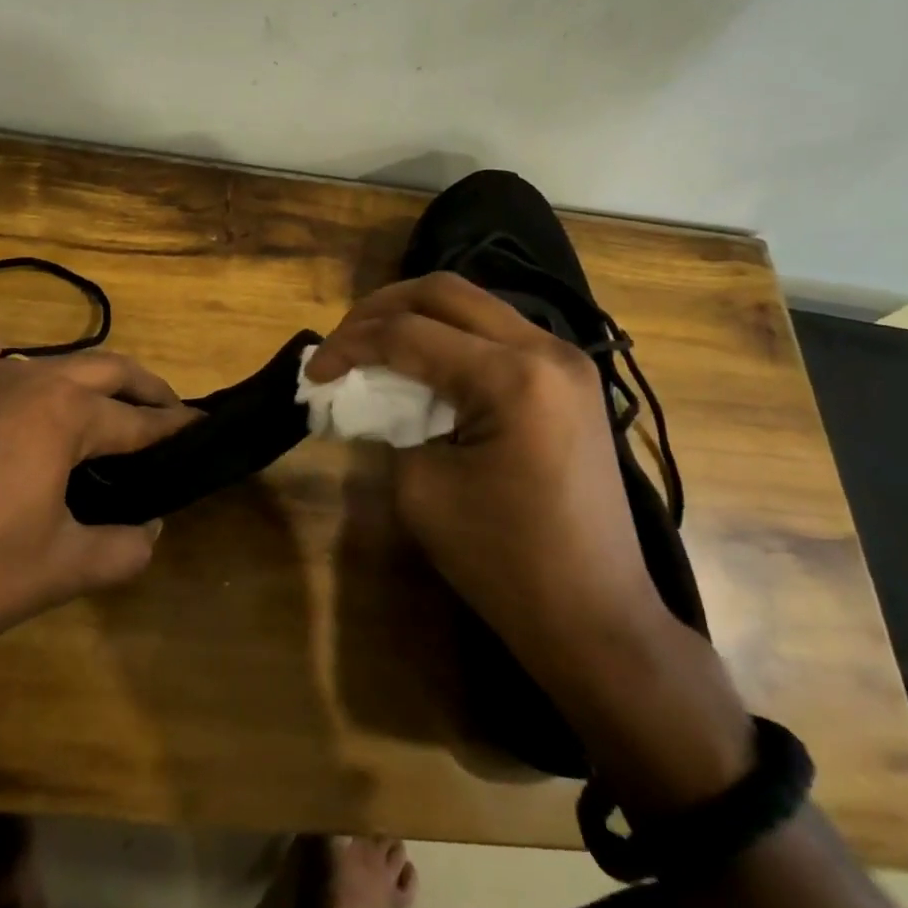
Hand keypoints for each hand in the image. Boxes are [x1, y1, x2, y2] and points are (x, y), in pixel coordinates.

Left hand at [0, 335, 199, 731]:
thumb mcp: (65, 569)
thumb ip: (126, 546)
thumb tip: (153, 529)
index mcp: (62, 415)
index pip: (136, 420)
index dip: (173, 426)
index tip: (198, 426)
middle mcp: (17, 380)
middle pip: (99, 369)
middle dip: (140, 387)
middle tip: (164, 409)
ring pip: (34, 361)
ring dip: (72, 379)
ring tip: (88, 404)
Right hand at [305, 273, 664, 673]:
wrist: (594, 615)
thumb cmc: (504, 562)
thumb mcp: (422, 489)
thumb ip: (390, 423)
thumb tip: (375, 393)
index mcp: (512, 377)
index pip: (408, 334)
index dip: (349, 345)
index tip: (313, 372)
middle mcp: (546, 349)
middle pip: (445, 292)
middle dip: (381, 309)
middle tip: (342, 342)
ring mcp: (567, 360)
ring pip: (474, 305)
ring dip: (417, 318)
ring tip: (375, 348)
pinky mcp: (570, 379)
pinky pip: (499, 333)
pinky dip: (452, 338)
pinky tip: (423, 366)